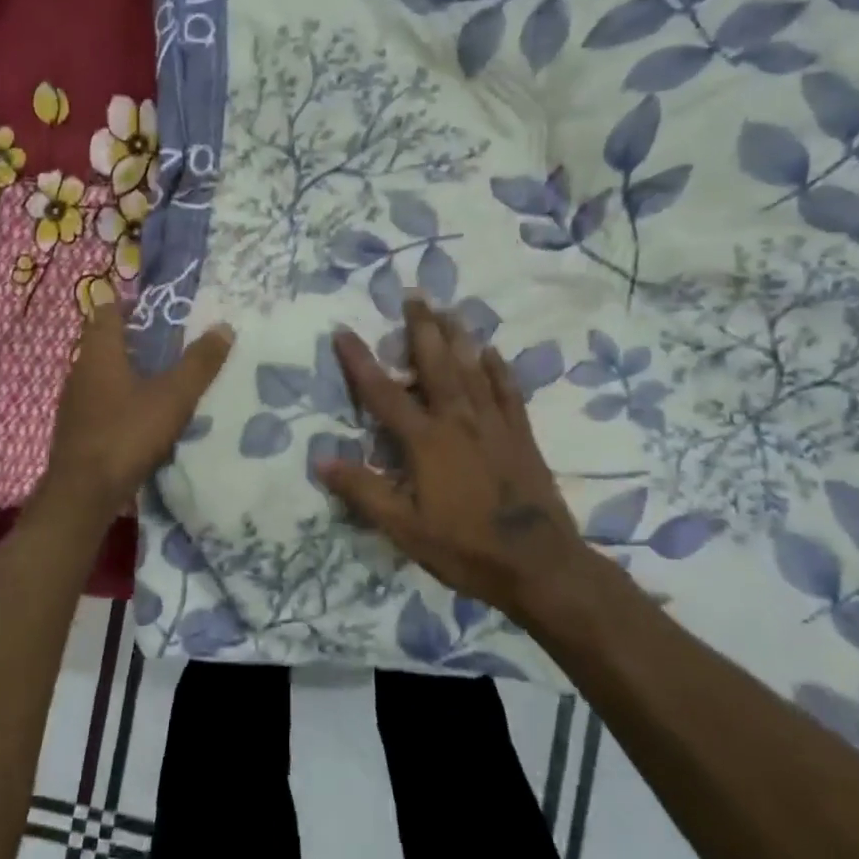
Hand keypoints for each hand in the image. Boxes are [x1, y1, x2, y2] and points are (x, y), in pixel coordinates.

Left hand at [36, 302, 233, 521]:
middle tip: (169, 343)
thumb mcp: (173, 397)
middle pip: (103, 343)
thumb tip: (224, 327)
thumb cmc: (127, 434)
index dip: (129, 305)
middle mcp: (80, 370)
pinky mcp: (75, 429)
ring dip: (126, 371)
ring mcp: (74, 402)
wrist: (83, 492)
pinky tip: (141, 416)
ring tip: (161, 378)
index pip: (107, 312)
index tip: (157, 310)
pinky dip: (119, 399)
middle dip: (133, 340)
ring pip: (101, 374)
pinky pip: (99, 402)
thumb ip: (199, 363)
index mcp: (99, 353)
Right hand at [316, 299, 610, 633]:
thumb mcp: (404, 528)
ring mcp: (494, 425)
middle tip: (414, 294)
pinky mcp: (521, 436)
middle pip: (437, 364)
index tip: (344, 331)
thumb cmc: (464, 547)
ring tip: (449, 309)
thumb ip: (363, 491)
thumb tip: (321, 460)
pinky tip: (492, 352)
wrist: (538, 564)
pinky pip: (508, 391)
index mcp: (426, 441)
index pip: (383, 393)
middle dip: (422, 328)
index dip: (360, 361)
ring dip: (458, 337)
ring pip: (473, 369)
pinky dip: (498, 369)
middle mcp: (459, 421)